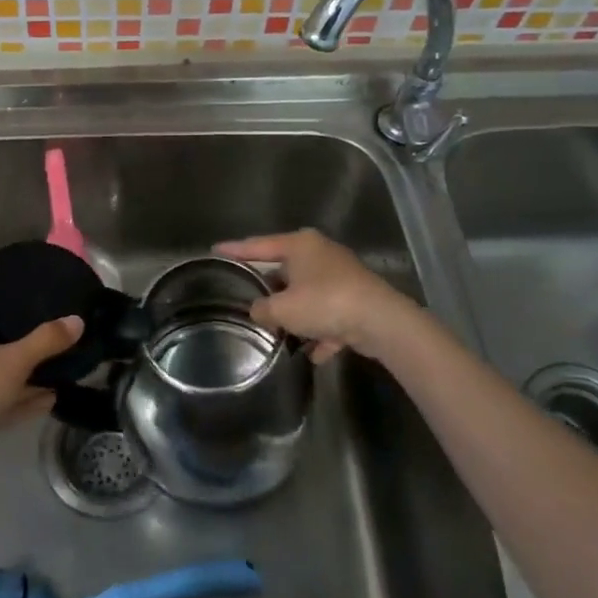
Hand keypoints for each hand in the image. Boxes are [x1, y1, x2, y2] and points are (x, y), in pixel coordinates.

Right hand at [216, 228, 415, 362]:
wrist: (382, 322)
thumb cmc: (325, 303)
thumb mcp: (283, 309)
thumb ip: (262, 309)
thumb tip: (259, 311)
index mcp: (300, 245)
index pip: (258, 245)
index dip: (235, 250)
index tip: (215, 249)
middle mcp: (321, 254)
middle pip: (285, 270)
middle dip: (271, 290)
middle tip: (251, 299)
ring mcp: (342, 277)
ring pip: (308, 295)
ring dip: (298, 316)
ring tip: (281, 333)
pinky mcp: (357, 300)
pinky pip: (330, 315)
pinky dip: (322, 332)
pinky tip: (315, 352)